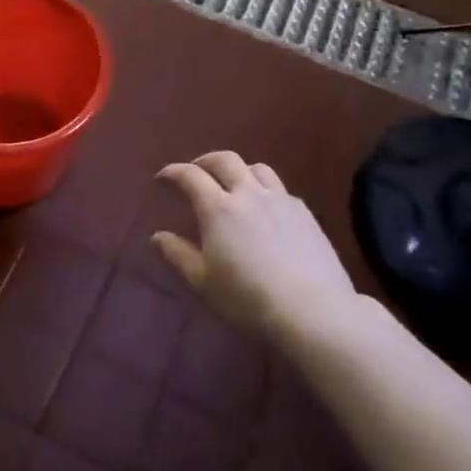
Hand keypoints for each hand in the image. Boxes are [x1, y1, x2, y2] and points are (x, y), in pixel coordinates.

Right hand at [154, 153, 355, 340]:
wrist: (312, 311)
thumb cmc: (248, 299)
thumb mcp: (203, 282)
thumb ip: (178, 255)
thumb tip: (158, 236)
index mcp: (218, 209)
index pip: (190, 176)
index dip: (173, 172)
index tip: (162, 178)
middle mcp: (249, 194)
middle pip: (225, 160)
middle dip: (205, 161)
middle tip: (195, 172)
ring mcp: (281, 200)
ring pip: (256, 168)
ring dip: (238, 170)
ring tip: (233, 185)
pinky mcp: (305, 213)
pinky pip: (280, 189)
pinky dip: (264, 189)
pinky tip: (265, 209)